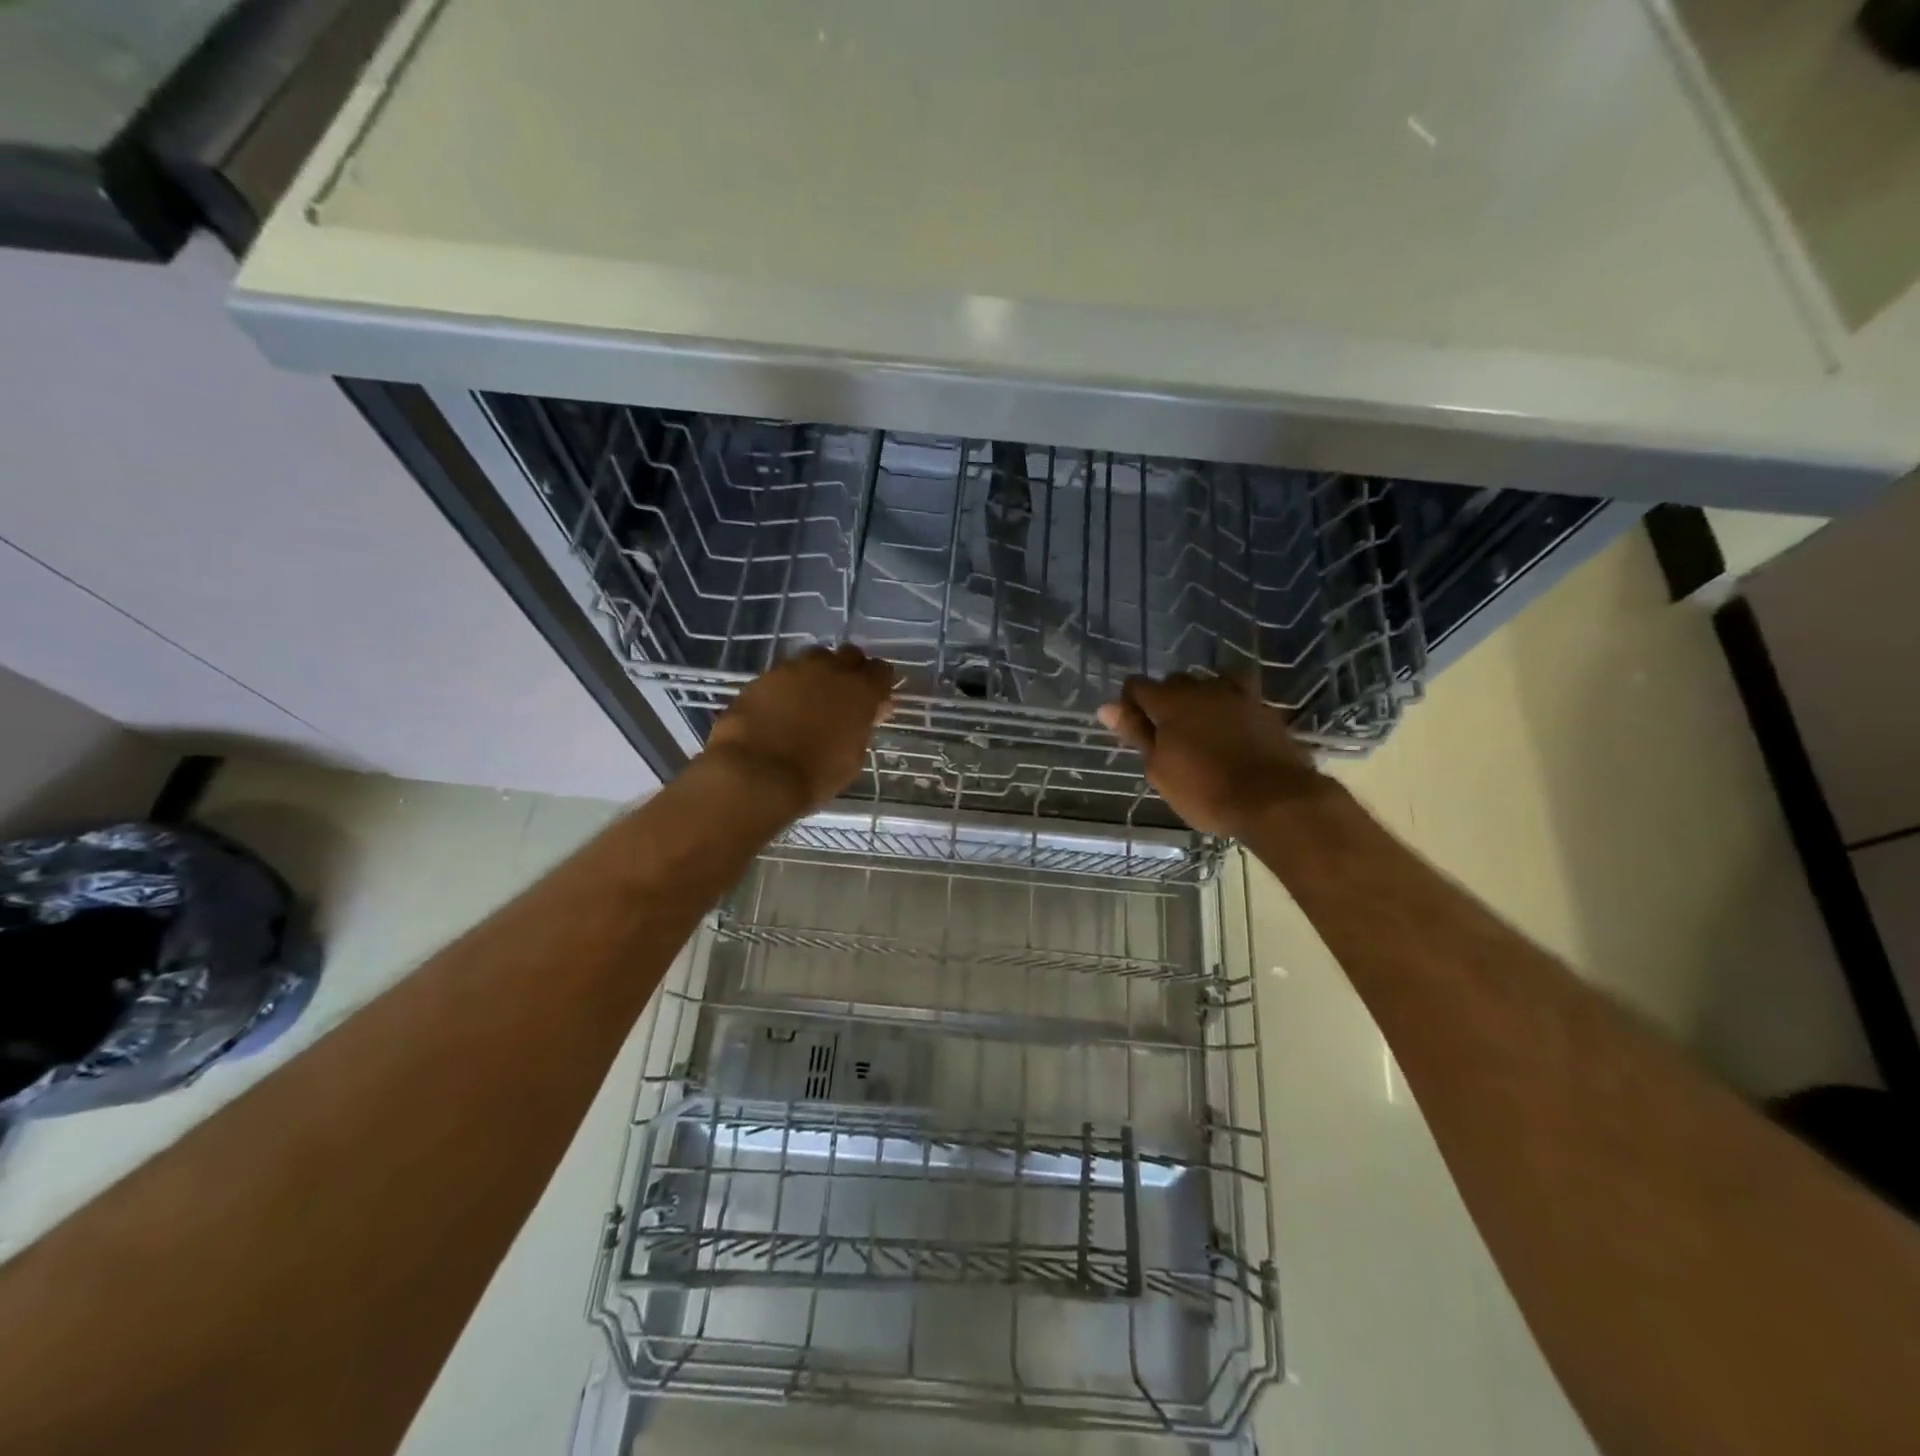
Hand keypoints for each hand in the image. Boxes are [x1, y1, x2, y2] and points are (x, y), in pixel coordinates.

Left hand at [702, 644, 895, 814]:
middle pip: (849, 655)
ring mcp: (794, 669)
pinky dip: (787, 686)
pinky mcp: (763, 676)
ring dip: (817, 674)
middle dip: (850, 671)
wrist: (756, 773)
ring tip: (809, 700)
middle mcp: (831, 670)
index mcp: (861, 691)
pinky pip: (784, 673)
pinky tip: (780, 708)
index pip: (881, 671)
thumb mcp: (852, 757)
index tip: (874, 702)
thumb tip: (864, 716)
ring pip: (814, 658)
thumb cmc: (815, 775)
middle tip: (843, 697)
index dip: (879, 685)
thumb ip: (861, 728)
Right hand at [1097, 672, 1326, 837]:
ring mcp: (1237, 695)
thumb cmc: (1205, 790)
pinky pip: (1238, 694)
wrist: (1273, 800)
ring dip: (1198, 699)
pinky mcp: (1263, 708)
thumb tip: (1107, 707)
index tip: (1134, 729)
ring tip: (1199, 728)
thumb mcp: (1159, 769)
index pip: (1137, 686)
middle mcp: (1202, 689)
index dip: (1130, 703)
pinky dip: (1227, 705)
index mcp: (1170, 702)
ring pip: (1208, 683)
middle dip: (1165, 700)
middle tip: (1166, 736)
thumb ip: (1136, 733)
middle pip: (1174, 682)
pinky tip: (1229, 725)